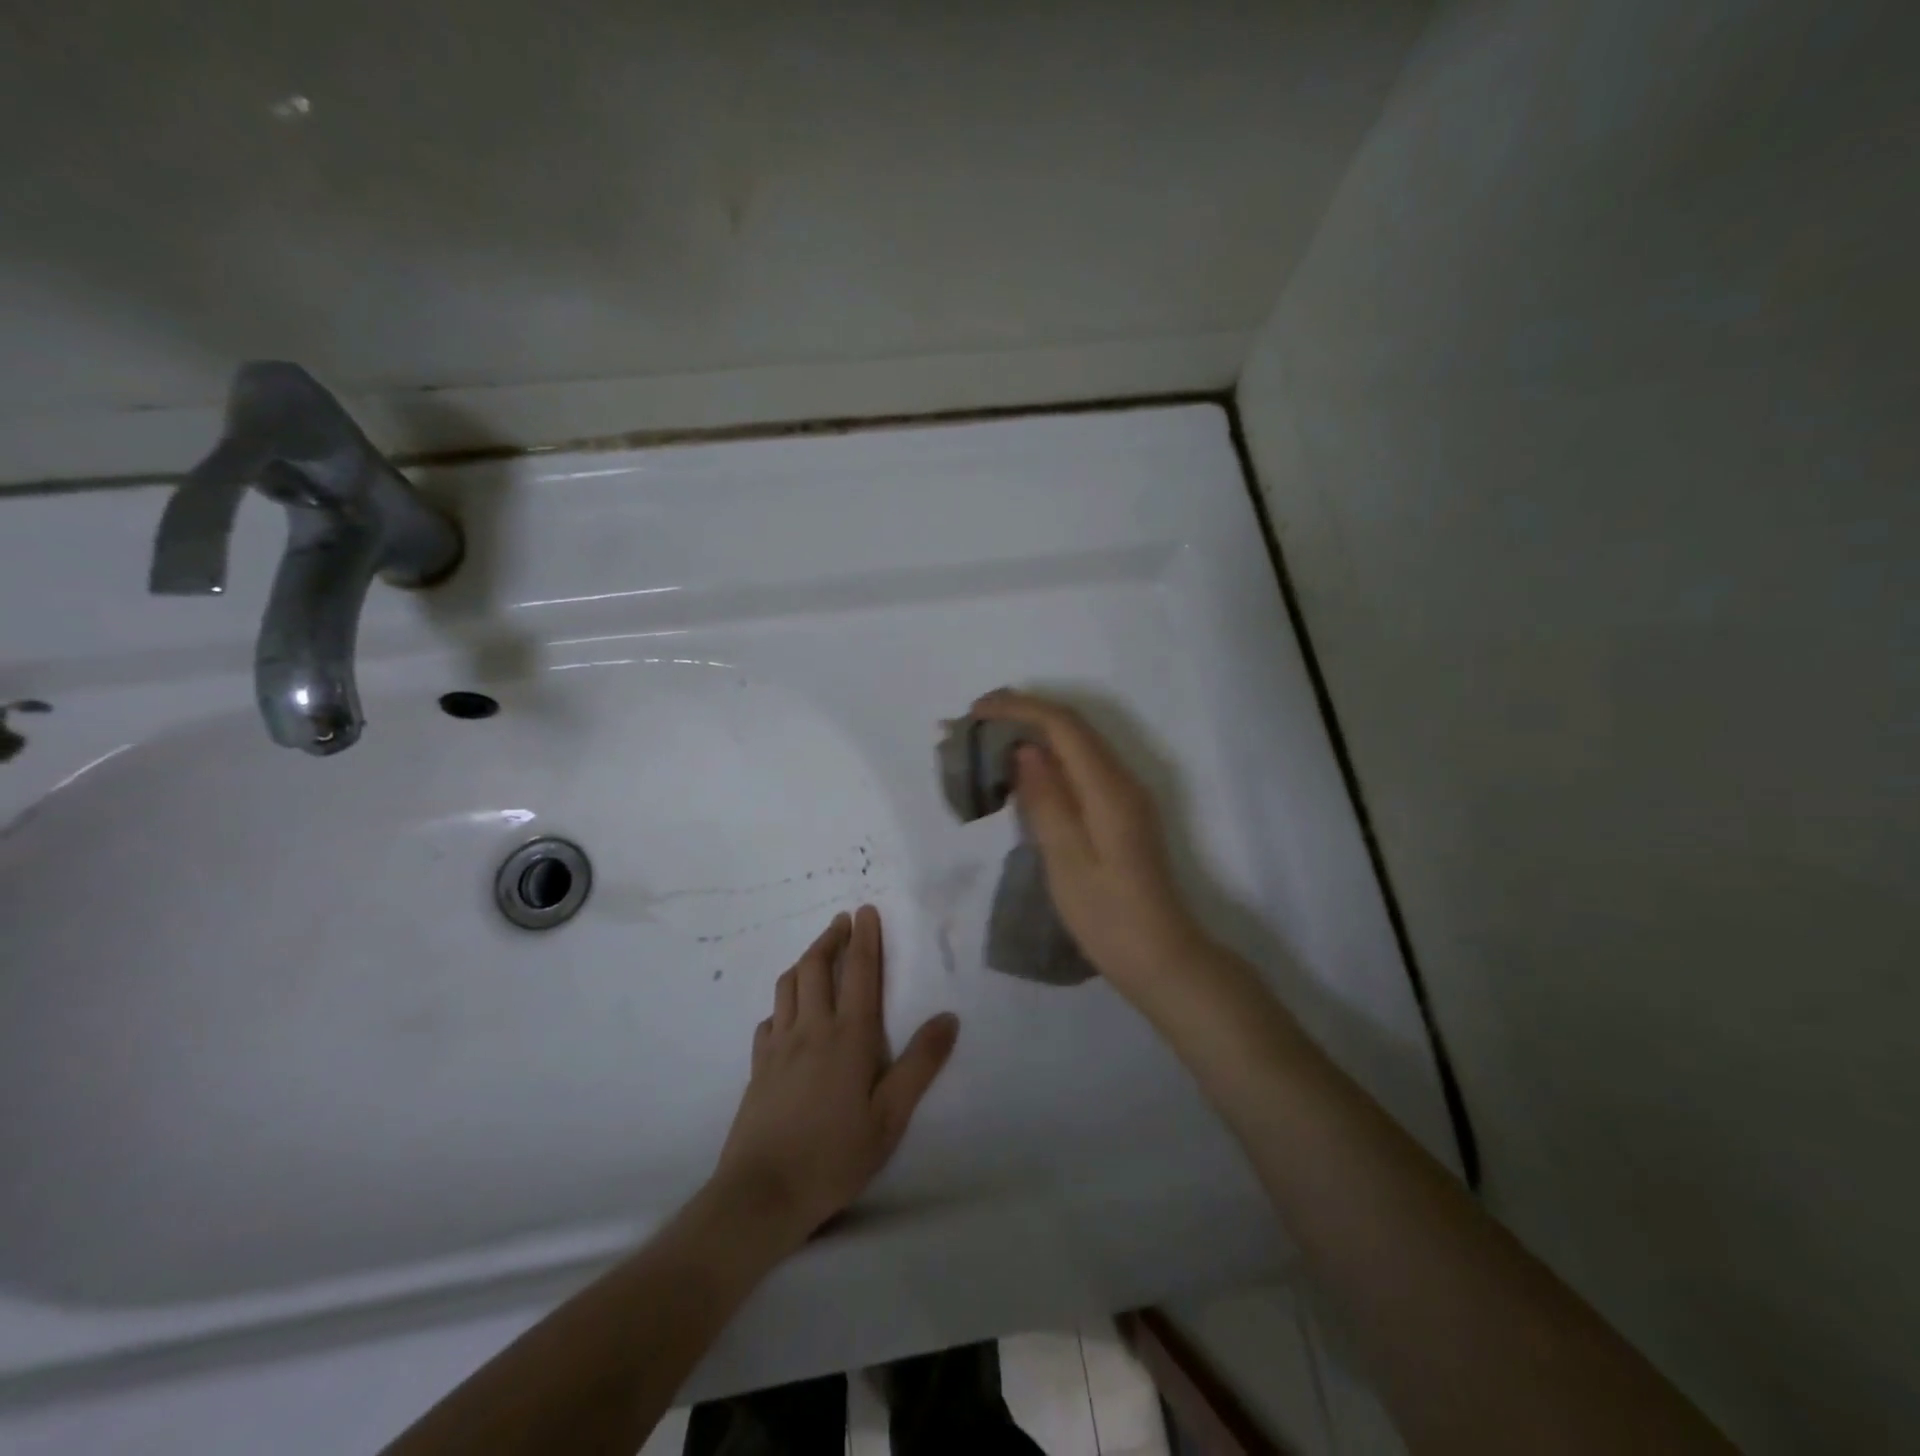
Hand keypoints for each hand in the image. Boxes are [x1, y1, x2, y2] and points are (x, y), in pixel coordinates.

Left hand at [711, 906, 958, 1244]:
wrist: (762, 1193)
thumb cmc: (835, 1155)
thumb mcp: (891, 1117)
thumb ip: (920, 1064)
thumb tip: (948, 1018)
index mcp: (849, 1035)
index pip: (860, 972)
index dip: (866, 938)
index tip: (867, 911)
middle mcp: (812, 1028)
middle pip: (817, 966)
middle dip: (831, 937)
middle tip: (843, 921)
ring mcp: (779, 1045)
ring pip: (789, 985)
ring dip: (805, 960)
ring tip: (818, 953)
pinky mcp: (757, 1065)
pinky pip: (769, 1018)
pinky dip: (782, 1002)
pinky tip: (787, 1013)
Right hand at [973, 690, 1211, 997]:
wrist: (1160, 956)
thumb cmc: (1107, 916)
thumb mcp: (1066, 860)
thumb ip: (1046, 800)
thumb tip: (1025, 749)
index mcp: (1110, 789)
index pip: (1064, 726)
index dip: (1019, 708)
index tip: (976, 711)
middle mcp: (1123, 780)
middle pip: (1073, 726)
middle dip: (1023, 713)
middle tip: (975, 720)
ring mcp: (1126, 795)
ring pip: (1077, 744)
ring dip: (1035, 732)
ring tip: (989, 738)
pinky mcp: (1121, 811)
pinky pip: (1081, 766)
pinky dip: (1048, 757)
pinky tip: (1022, 771)